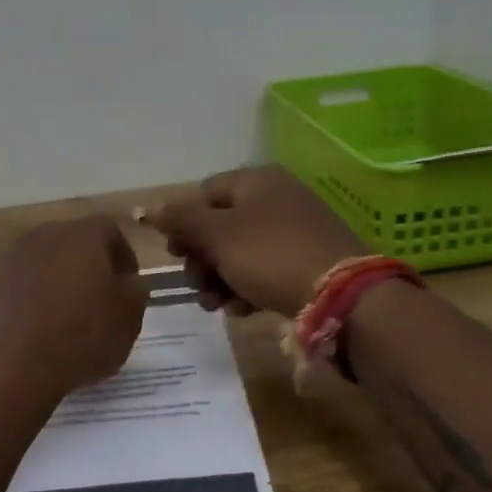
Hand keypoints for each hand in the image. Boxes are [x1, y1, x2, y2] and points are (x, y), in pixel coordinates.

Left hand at [0, 217, 149, 400]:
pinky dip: (33, 301)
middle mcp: (44, 237)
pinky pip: (21, 287)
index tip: (128, 286)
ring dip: (59, 284)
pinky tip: (39, 331)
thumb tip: (127, 281)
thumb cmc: (80, 336)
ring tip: (68, 320)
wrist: (9, 367)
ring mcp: (11, 260)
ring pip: (45, 264)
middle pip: (74, 244)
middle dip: (90, 267)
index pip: (110, 231)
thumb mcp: (129, 317)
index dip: (124, 257)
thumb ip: (135, 290)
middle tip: (100, 301)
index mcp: (82, 235)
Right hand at [145, 167, 365, 317]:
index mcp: (256, 181)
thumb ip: (181, 220)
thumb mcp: (218, 235)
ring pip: (241, 252)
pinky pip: (266, 269)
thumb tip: (149, 208)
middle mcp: (277, 198)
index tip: (176, 254)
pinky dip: (248, 287)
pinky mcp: (309, 260)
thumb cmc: (271, 255)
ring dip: (220, 278)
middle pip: (221, 226)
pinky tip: (243, 310)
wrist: (343, 296)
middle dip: (201, 260)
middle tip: (196, 286)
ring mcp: (296, 230)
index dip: (184, 223)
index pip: (205, 193)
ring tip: (216, 305)